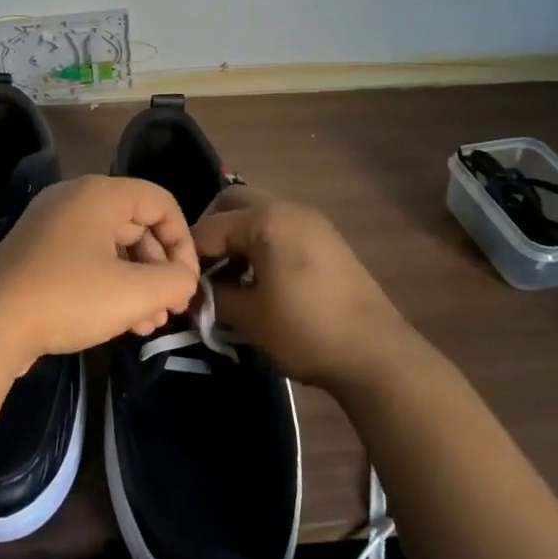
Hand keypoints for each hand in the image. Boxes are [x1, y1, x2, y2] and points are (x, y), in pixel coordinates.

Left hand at [0, 176, 200, 371]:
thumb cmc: (69, 298)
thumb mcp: (135, 292)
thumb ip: (176, 281)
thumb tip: (184, 280)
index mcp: (99, 193)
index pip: (161, 202)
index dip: (183, 242)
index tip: (186, 283)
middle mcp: (74, 199)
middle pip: (137, 224)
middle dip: (159, 269)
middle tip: (169, 308)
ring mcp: (51, 226)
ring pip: (112, 247)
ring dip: (137, 283)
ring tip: (149, 325)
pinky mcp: (36, 253)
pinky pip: (86, 260)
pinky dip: (108, 285)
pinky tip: (121, 323)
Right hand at [191, 188, 425, 392]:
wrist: (377, 355)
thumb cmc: (305, 330)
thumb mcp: (248, 316)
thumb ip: (213, 296)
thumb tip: (196, 291)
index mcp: (266, 219)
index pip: (210, 227)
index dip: (190, 255)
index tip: (180, 283)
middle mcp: (289, 209)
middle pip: (234, 204)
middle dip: (213, 233)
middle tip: (203, 270)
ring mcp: (313, 223)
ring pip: (260, 215)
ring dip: (239, 239)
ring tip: (230, 279)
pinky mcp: (328, 241)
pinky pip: (282, 230)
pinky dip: (262, 246)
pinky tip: (260, 281)